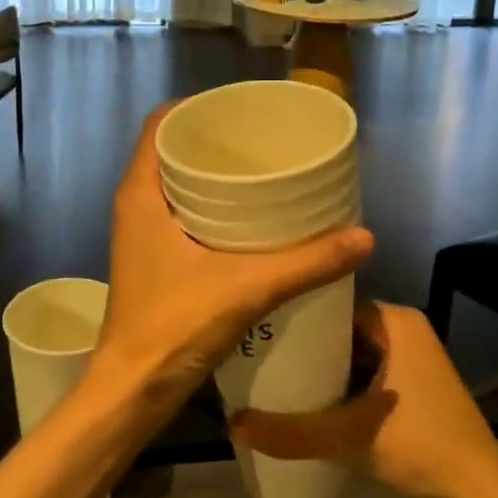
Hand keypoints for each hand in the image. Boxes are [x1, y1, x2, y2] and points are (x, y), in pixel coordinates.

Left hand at [89, 106, 373, 425]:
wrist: (133, 390)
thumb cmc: (174, 326)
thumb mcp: (246, 288)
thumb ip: (306, 263)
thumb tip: (364, 238)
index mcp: (140, 193)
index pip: (160, 124)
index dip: (196, 108)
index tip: (239, 108)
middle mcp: (135, 204)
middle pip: (171, 149)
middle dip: (214, 139)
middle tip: (263, 139)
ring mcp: (142, 233)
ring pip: (175, 183)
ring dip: (213, 174)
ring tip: (262, 170)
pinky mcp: (154, 257)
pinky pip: (181, 211)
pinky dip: (211, 204)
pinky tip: (249, 217)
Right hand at [229, 300, 497, 497]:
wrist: (481, 492)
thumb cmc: (420, 446)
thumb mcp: (348, 437)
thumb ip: (291, 432)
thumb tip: (232, 425)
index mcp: (394, 320)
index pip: (330, 302)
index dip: (294, 315)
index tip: (260, 329)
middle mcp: (404, 326)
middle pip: (340, 326)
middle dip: (304, 343)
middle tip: (261, 355)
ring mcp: (413, 353)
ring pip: (353, 349)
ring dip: (322, 363)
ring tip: (276, 373)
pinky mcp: (415, 380)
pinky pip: (367, 366)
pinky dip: (343, 379)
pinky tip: (312, 395)